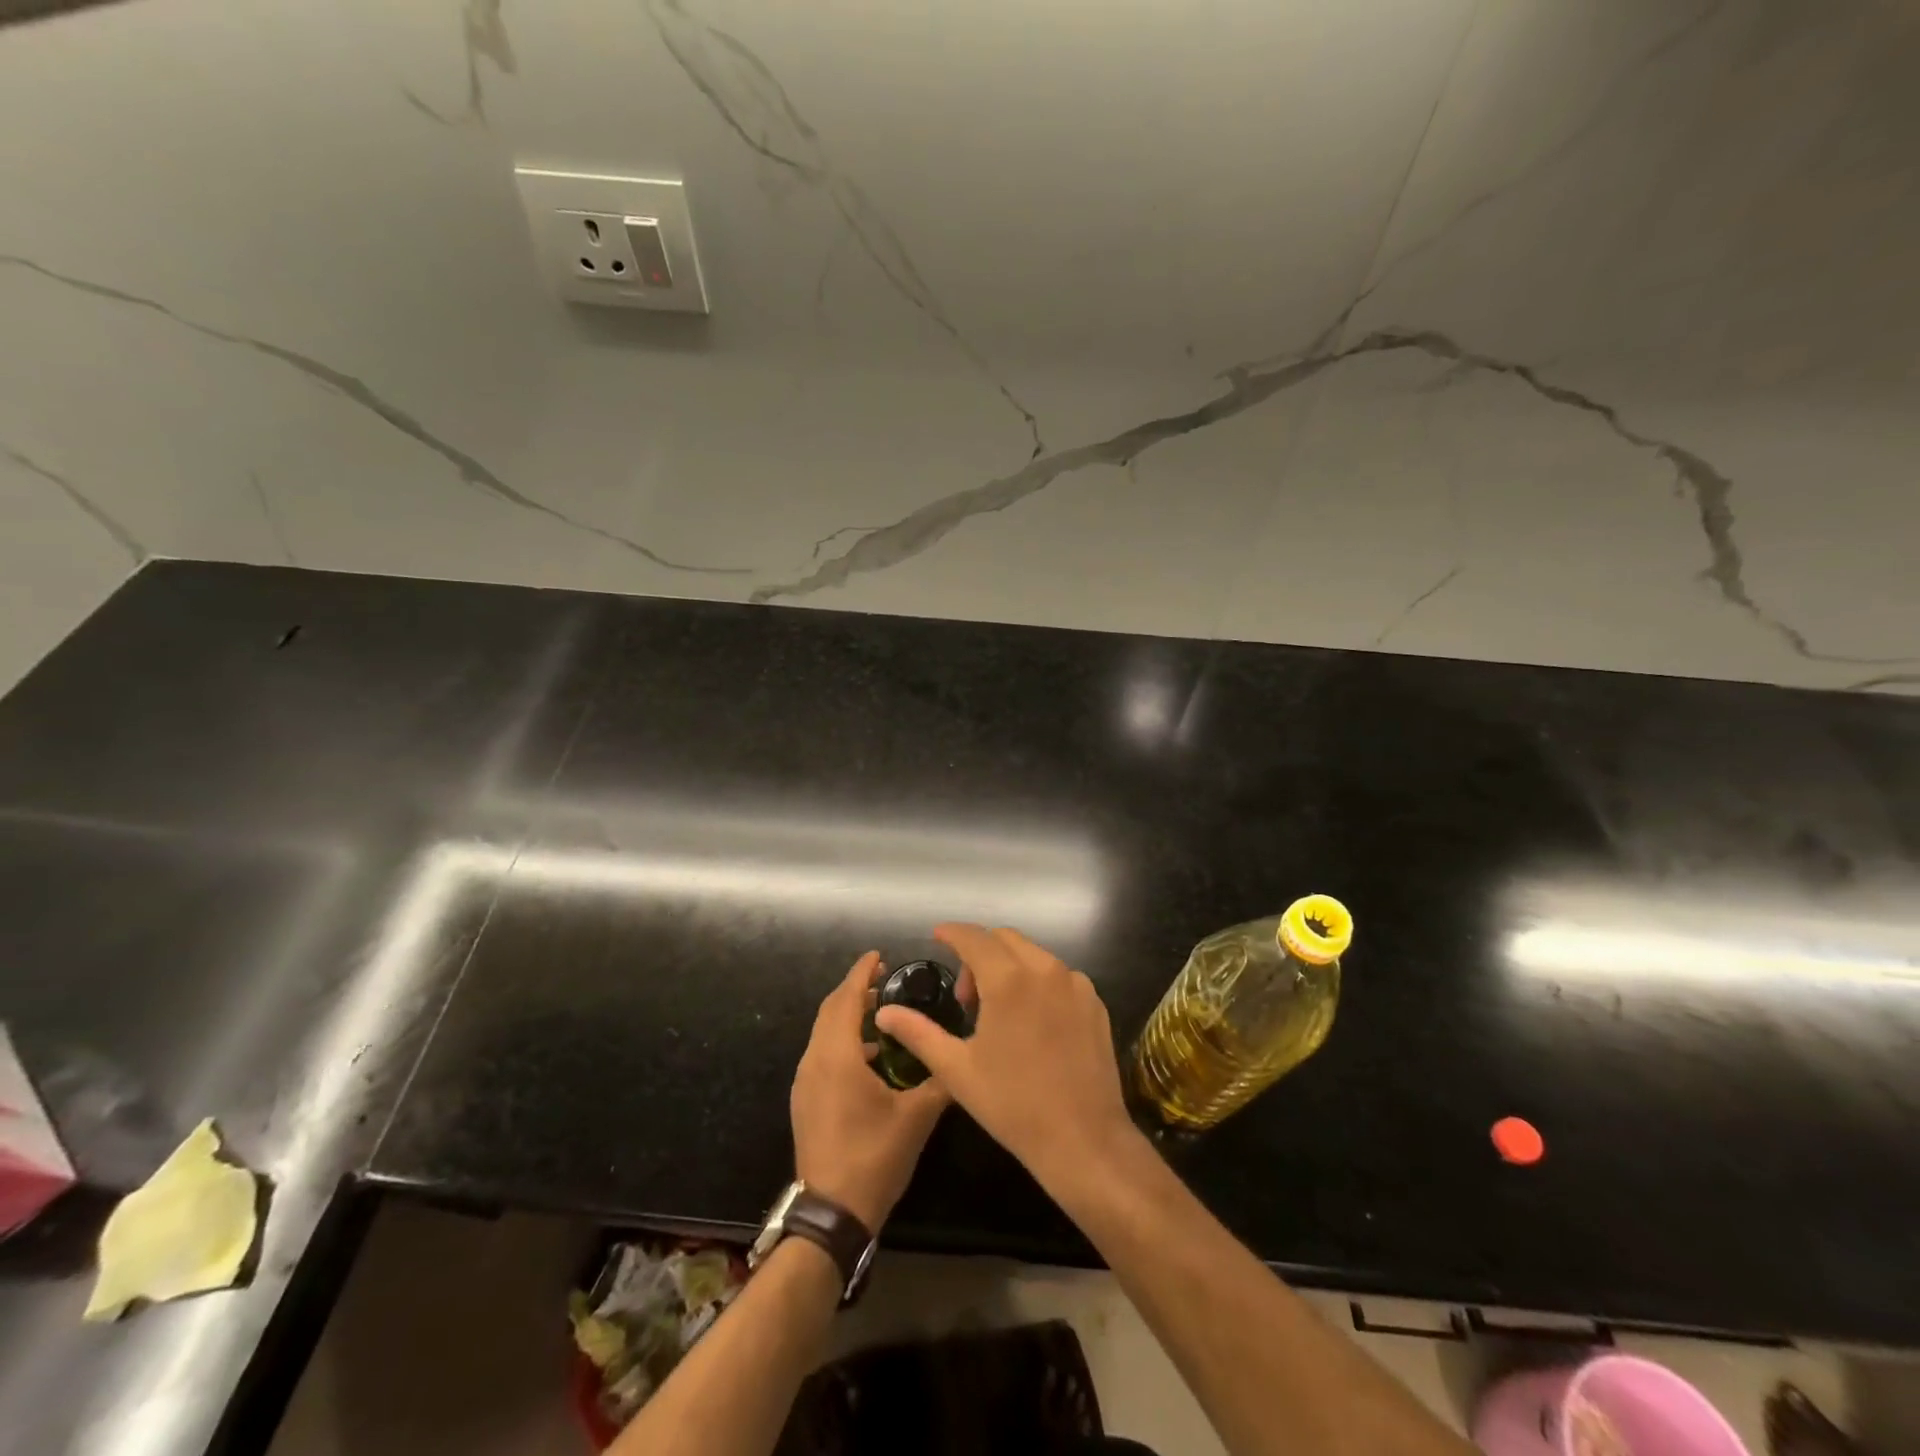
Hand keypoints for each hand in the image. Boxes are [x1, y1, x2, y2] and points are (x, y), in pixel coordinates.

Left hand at [791, 952, 949, 1230]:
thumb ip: (940, 1081)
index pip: (847, 999)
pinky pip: (822, 1053)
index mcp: (837, 1056)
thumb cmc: (873, 1158)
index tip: (879, 956)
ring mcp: (805, 1082)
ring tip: (883, 1014)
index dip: (862, 973)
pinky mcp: (805, 1100)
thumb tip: (963, 1060)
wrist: (830, 1215)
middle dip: (856, 990)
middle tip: (886, 980)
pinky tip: (871, 1056)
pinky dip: (843, 1040)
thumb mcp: (916, 1118)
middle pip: (831, 1010)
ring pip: (825, 1032)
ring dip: (849, 1016)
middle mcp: (815, 1061)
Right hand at [874, 925, 1133, 1191]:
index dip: (952, 933)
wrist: (1084, 1139)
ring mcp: (1076, 985)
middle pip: (1004, 939)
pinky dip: (1037, 983)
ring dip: (1009, 966)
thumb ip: (918, 1032)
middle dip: (979, 954)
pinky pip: (1059, 976)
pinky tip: (1032, 1022)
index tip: (937, 936)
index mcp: (1008, 979)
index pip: (974, 937)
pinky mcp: (1095, 1003)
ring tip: (999, 1012)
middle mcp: (1045, 969)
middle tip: (967, 998)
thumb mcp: (956, 1069)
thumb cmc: (1013, 1104)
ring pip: (1033, 955)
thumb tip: (885, 1012)